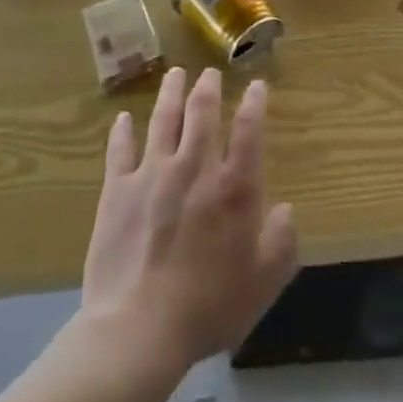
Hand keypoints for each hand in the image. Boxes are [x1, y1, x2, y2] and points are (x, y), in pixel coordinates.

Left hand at [82, 68, 298, 368]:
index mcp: (234, 188)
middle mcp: (195, 169)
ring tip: (175, 74)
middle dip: (207, 88)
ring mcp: (152, 175)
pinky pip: (120, 152)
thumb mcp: (264, 281)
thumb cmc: (209, 306)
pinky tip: (125, 119)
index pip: (249, 130)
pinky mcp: (117, 191)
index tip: (256, 85)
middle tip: (208, 72)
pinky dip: (123, 132)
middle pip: (202, 114)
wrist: (138, 329)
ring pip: (163, 121)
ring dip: (170, 94)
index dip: (254, 103)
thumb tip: (285, 210)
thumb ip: (281, 242)